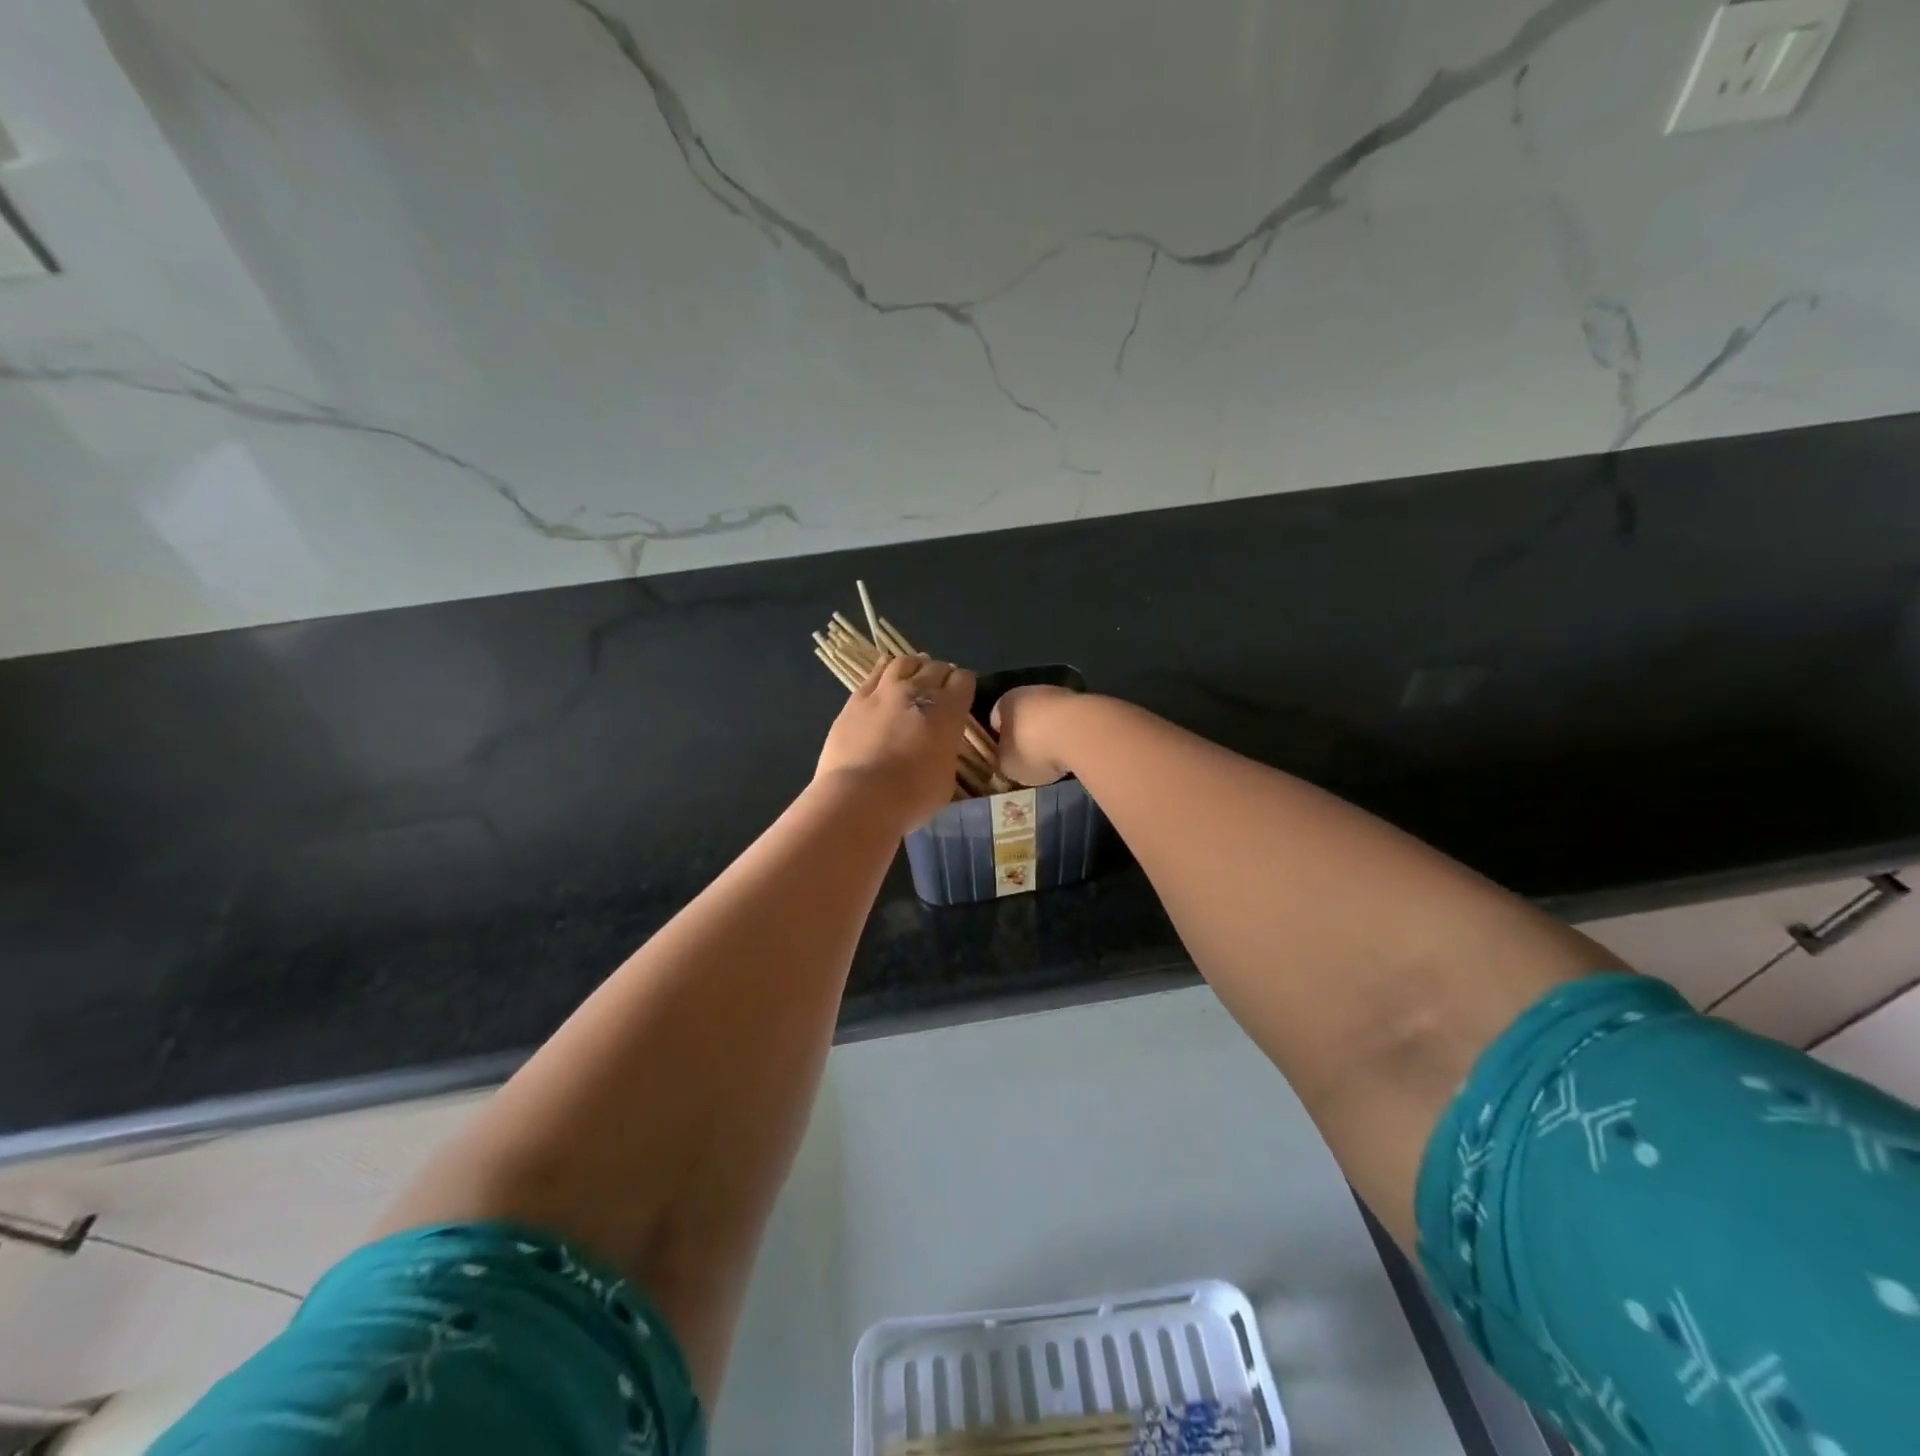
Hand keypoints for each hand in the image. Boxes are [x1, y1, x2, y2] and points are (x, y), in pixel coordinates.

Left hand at [816, 655, 975, 829]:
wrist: (861, 796)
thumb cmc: (913, 795)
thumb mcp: (946, 777)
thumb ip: (945, 751)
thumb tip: (938, 746)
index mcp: (949, 710)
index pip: (964, 680)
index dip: (964, 686)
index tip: (961, 697)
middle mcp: (919, 691)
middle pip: (936, 667)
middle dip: (942, 675)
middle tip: (939, 689)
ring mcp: (884, 691)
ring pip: (905, 662)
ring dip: (915, 667)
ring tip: (914, 676)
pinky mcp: (855, 699)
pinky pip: (874, 673)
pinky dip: (885, 670)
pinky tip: (886, 672)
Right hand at [989, 684, 1079, 785]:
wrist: (1079, 732)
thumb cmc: (1032, 748)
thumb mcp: (1008, 765)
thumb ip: (1004, 761)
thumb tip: (1008, 761)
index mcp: (1005, 702)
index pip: (995, 720)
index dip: (999, 740)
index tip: (1004, 757)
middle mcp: (1030, 691)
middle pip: (1024, 716)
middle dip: (1026, 736)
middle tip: (1029, 759)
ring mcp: (1061, 694)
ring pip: (1050, 718)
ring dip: (1051, 734)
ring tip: (1055, 759)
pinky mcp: (1086, 702)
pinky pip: (1071, 723)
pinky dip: (1071, 735)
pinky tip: (1074, 752)